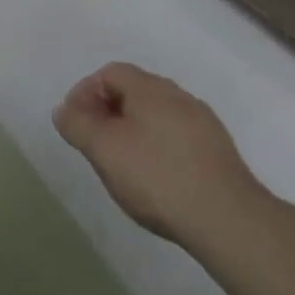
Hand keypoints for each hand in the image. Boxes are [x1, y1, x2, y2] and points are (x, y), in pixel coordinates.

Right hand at [54, 63, 268, 248]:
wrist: (230, 221)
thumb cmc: (158, 177)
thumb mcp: (103, 150)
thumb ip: (77, 124)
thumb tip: (64, 110)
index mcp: (150, 88)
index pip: (109, 73)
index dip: (86, 93)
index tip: (76, 124)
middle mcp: (179, 96)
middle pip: (134, 92)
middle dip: (109, 112)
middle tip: (96, 143)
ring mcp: (204, 124)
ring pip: (157, 116)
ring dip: (134, 131)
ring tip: (124, 165)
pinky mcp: (219, 153)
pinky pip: (178, 138)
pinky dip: (159, 149)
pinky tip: (157, 179)